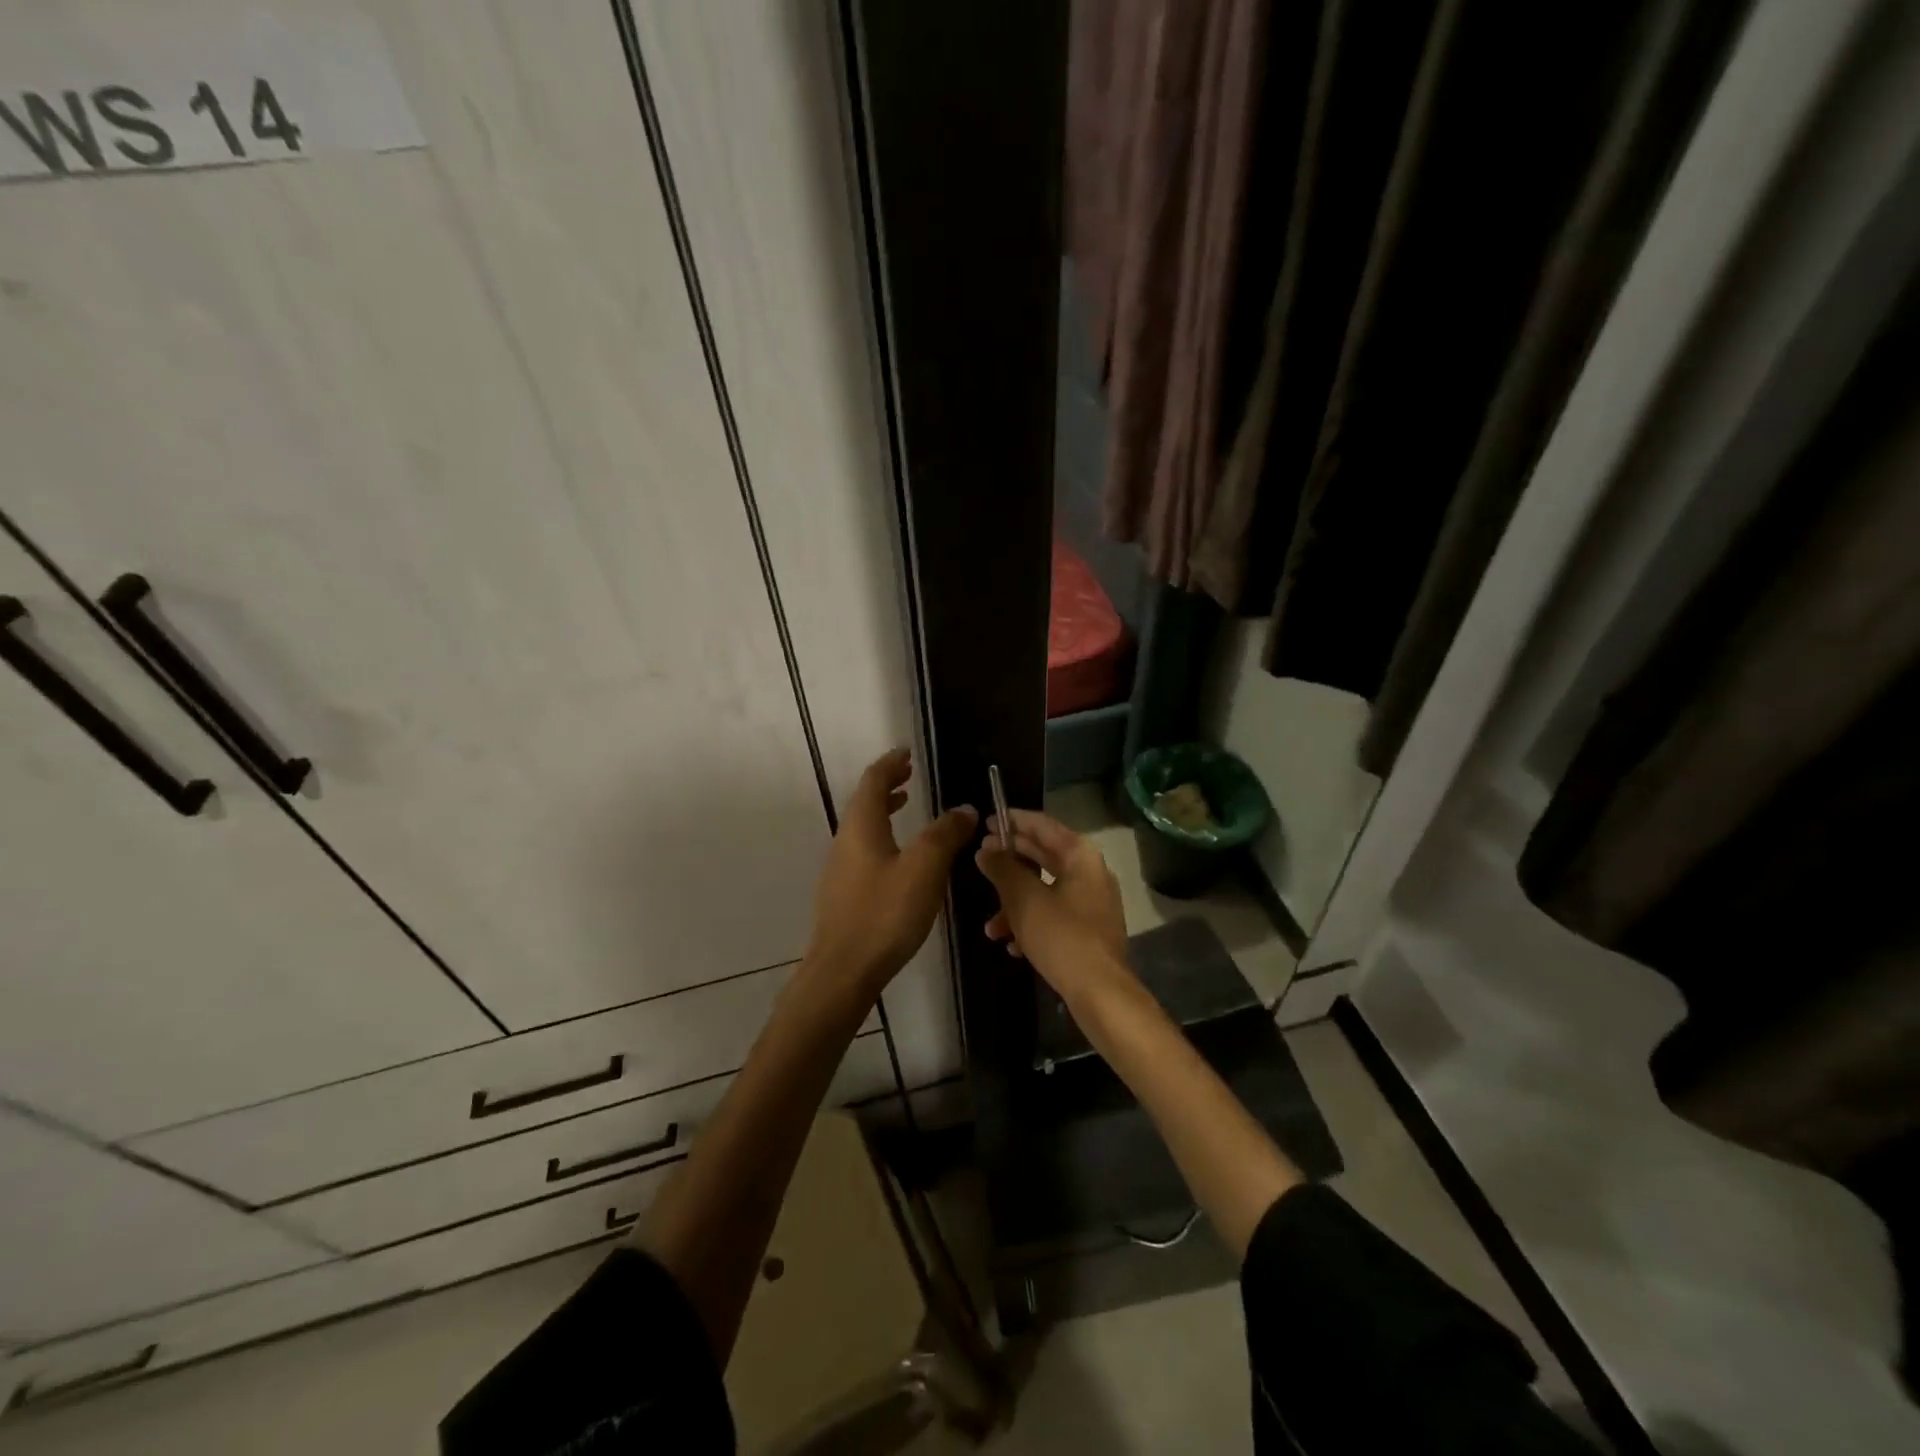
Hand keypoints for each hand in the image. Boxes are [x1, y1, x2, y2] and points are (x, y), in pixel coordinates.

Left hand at [803, 748, 976, 1003]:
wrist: (843, 971)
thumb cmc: (885, 913)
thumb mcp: (924, 869)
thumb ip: (945, 835)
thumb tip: (964, 809)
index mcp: (861, 826)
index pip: (873, 780)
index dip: (891, 763)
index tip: (908, 753)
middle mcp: (845, 840)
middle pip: (864, 801)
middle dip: (887, 784)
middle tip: (910, 776)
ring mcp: (841, 868)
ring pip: (863, 826)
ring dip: (884, 810)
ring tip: (906, 806)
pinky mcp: (844, 893)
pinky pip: (864, 849)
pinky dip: (882, 836)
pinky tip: (901, 858)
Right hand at [976, 809, 1132, 1000]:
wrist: (1100, 993)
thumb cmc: (1061, 936)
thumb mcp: (1023, 899)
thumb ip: (1002, 869)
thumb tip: (985, 851)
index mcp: (1081, 856)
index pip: (1043, 825)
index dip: (1014, 820)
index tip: (988, 821)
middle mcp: (1091, 874)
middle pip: (1045, 856)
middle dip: (1010, 861)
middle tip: (981, 856)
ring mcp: (1092, 904)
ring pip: (1045, 891)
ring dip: (1015, 904)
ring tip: (990, 926)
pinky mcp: (1089, 932)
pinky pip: (1054, 916)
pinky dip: (1032, 924)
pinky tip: (1012, 946)